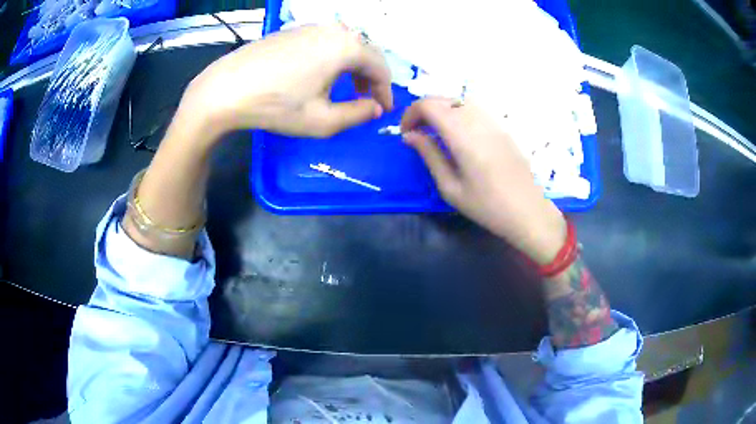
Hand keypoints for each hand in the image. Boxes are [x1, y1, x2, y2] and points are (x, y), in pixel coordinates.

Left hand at [181, 24, 393, 140]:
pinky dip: (333, 58)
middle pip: (365, 51)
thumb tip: (375, 108)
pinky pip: (325, 42)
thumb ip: (358, 114)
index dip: (386, 91)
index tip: (383, 110)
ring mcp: (310, 27)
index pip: (380, 67)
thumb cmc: (276, 106)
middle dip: (371, 77)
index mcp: (346, 47)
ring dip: (353, 67)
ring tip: (346, 88)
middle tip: (368, 100)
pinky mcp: (292, 30)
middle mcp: (333, 29)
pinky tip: (322, 74)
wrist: (225, 89)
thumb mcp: (322, 120)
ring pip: (345, 44)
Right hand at [401, 98, 565, 263]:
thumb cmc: (486, 205)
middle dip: (424, 110)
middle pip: (443, 99)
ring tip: (436, 131)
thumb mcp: (450, 187)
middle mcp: (477, 119)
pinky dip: (459, 112)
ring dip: (442, 109)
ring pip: (459, 100)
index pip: (428, 105)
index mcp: (462, 134)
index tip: (406, 134)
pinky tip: (459, 133)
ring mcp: (492, 121)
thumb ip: (429, 155)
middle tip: (417, 133)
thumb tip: (410, 136)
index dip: (411, 114)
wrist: (527, 211)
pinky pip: (475, 108)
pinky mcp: (502, 126)